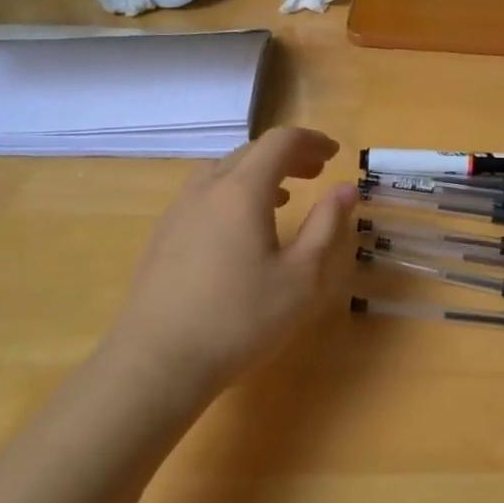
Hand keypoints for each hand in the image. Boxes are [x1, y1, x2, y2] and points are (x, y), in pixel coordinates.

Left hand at [104, 128, 357, 397]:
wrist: (158, 361)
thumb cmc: (241, 319)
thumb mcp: (302, 277)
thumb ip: (326, 226)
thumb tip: (345, 189)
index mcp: (242, 190)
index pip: (280, 142)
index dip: (311, 140)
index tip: (335, 154)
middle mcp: (206, 189)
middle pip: (250, 152)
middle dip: (287, 155)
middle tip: (316, 172)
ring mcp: (178, 211)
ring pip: (222, 171)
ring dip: (257, 173)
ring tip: (282, 197)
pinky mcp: (163, 236)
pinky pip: (204, 195)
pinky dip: (232, 193)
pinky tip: (241, 230)